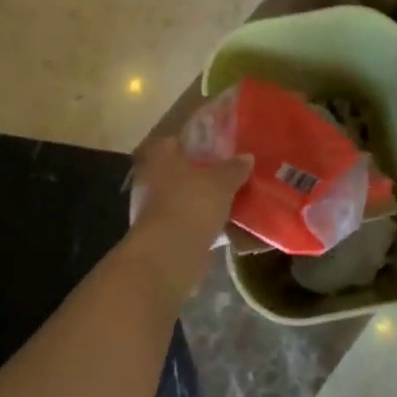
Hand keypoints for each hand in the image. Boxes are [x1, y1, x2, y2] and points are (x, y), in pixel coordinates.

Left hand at [122, 137, 250, 302]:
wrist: (169, 255)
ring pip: (182, 197)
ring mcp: (151, 208)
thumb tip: (246, 157)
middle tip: (228, 175)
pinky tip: (222, 226)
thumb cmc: (192, 204)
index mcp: (160, 156)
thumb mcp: (222, 182)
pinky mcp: (159, 234)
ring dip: (201, 200)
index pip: (177, 141)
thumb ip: (234, 168)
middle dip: (201, 174)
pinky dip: (200, 222)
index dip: (198, 143)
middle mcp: (150, 178)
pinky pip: (185, 220)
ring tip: (229, 201)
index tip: (219, 150)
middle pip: (180, 170)